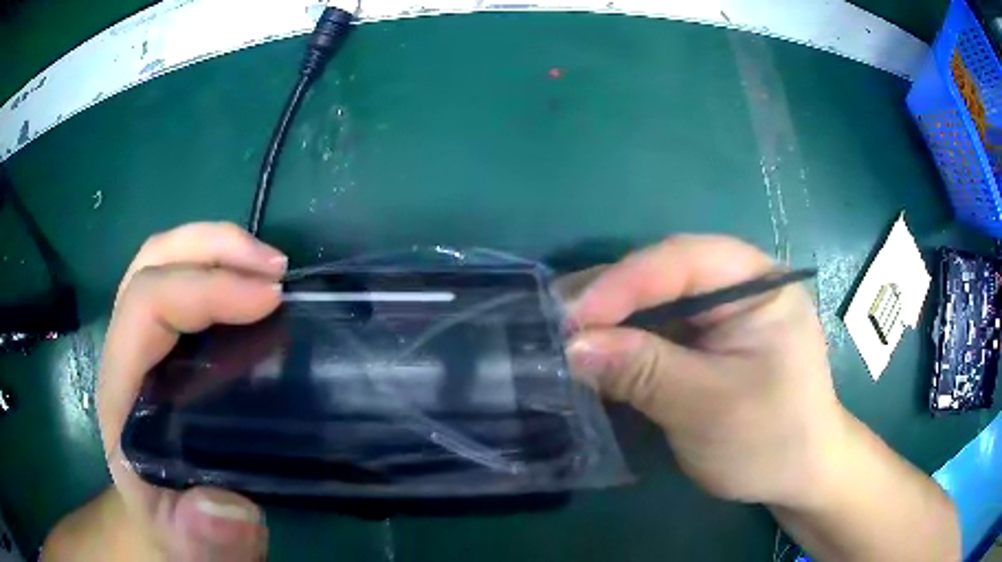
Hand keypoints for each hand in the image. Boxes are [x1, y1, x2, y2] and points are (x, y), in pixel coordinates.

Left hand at [97, 223, 286, 560]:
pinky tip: (254, 289)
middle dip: (211, 247)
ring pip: (163, 261)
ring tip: (269, 268)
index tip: (271, 300)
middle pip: (151, 263)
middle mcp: (126, 352)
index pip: (145, 306)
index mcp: (121, 390)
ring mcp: (145, 343)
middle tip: (275, 268)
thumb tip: (226, 503)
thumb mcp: (190, 544)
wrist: (165, 524)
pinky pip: (183, 283)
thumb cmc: (175, 527)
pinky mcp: (167, 346)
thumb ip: (202, 534)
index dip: (204, 289)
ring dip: (216, 247)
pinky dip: (219, 267)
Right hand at [564, 235, 846, 507]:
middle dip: (610, 299)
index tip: (570, 319)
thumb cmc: (770, 439)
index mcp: (759, 282)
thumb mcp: (708, 407)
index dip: (622, 284)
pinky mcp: (709, 341)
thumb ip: (644, 371)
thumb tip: (573, 346)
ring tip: (563, 335)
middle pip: (664, 273)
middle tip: (555, 323)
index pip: (683, 260)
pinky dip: (626, 342)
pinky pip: (660, 329)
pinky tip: (595, 353)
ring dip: (612, 320)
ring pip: (657, 301)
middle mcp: (740, 284)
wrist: (799, 474)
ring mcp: (724, 312)